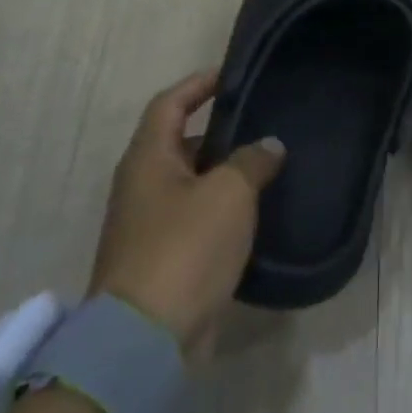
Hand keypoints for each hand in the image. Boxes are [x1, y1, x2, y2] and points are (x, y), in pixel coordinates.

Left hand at [90, 70, 284, 353]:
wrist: (147, 337)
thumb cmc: (185, 248)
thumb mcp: (229, 193)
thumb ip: (252, 161)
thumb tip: (268, 145)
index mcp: (147, 159)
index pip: (169, 104)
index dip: (198, 84)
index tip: (231, 75)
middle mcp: (141, 186)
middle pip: (180, 144)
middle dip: (220, 132)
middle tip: (264, 125)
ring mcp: (148, 226)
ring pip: (191, 185)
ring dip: (225, 175)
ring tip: (270, 168)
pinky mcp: (162, 260)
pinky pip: (196, 220)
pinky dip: (223, 211)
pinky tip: (257, 215)